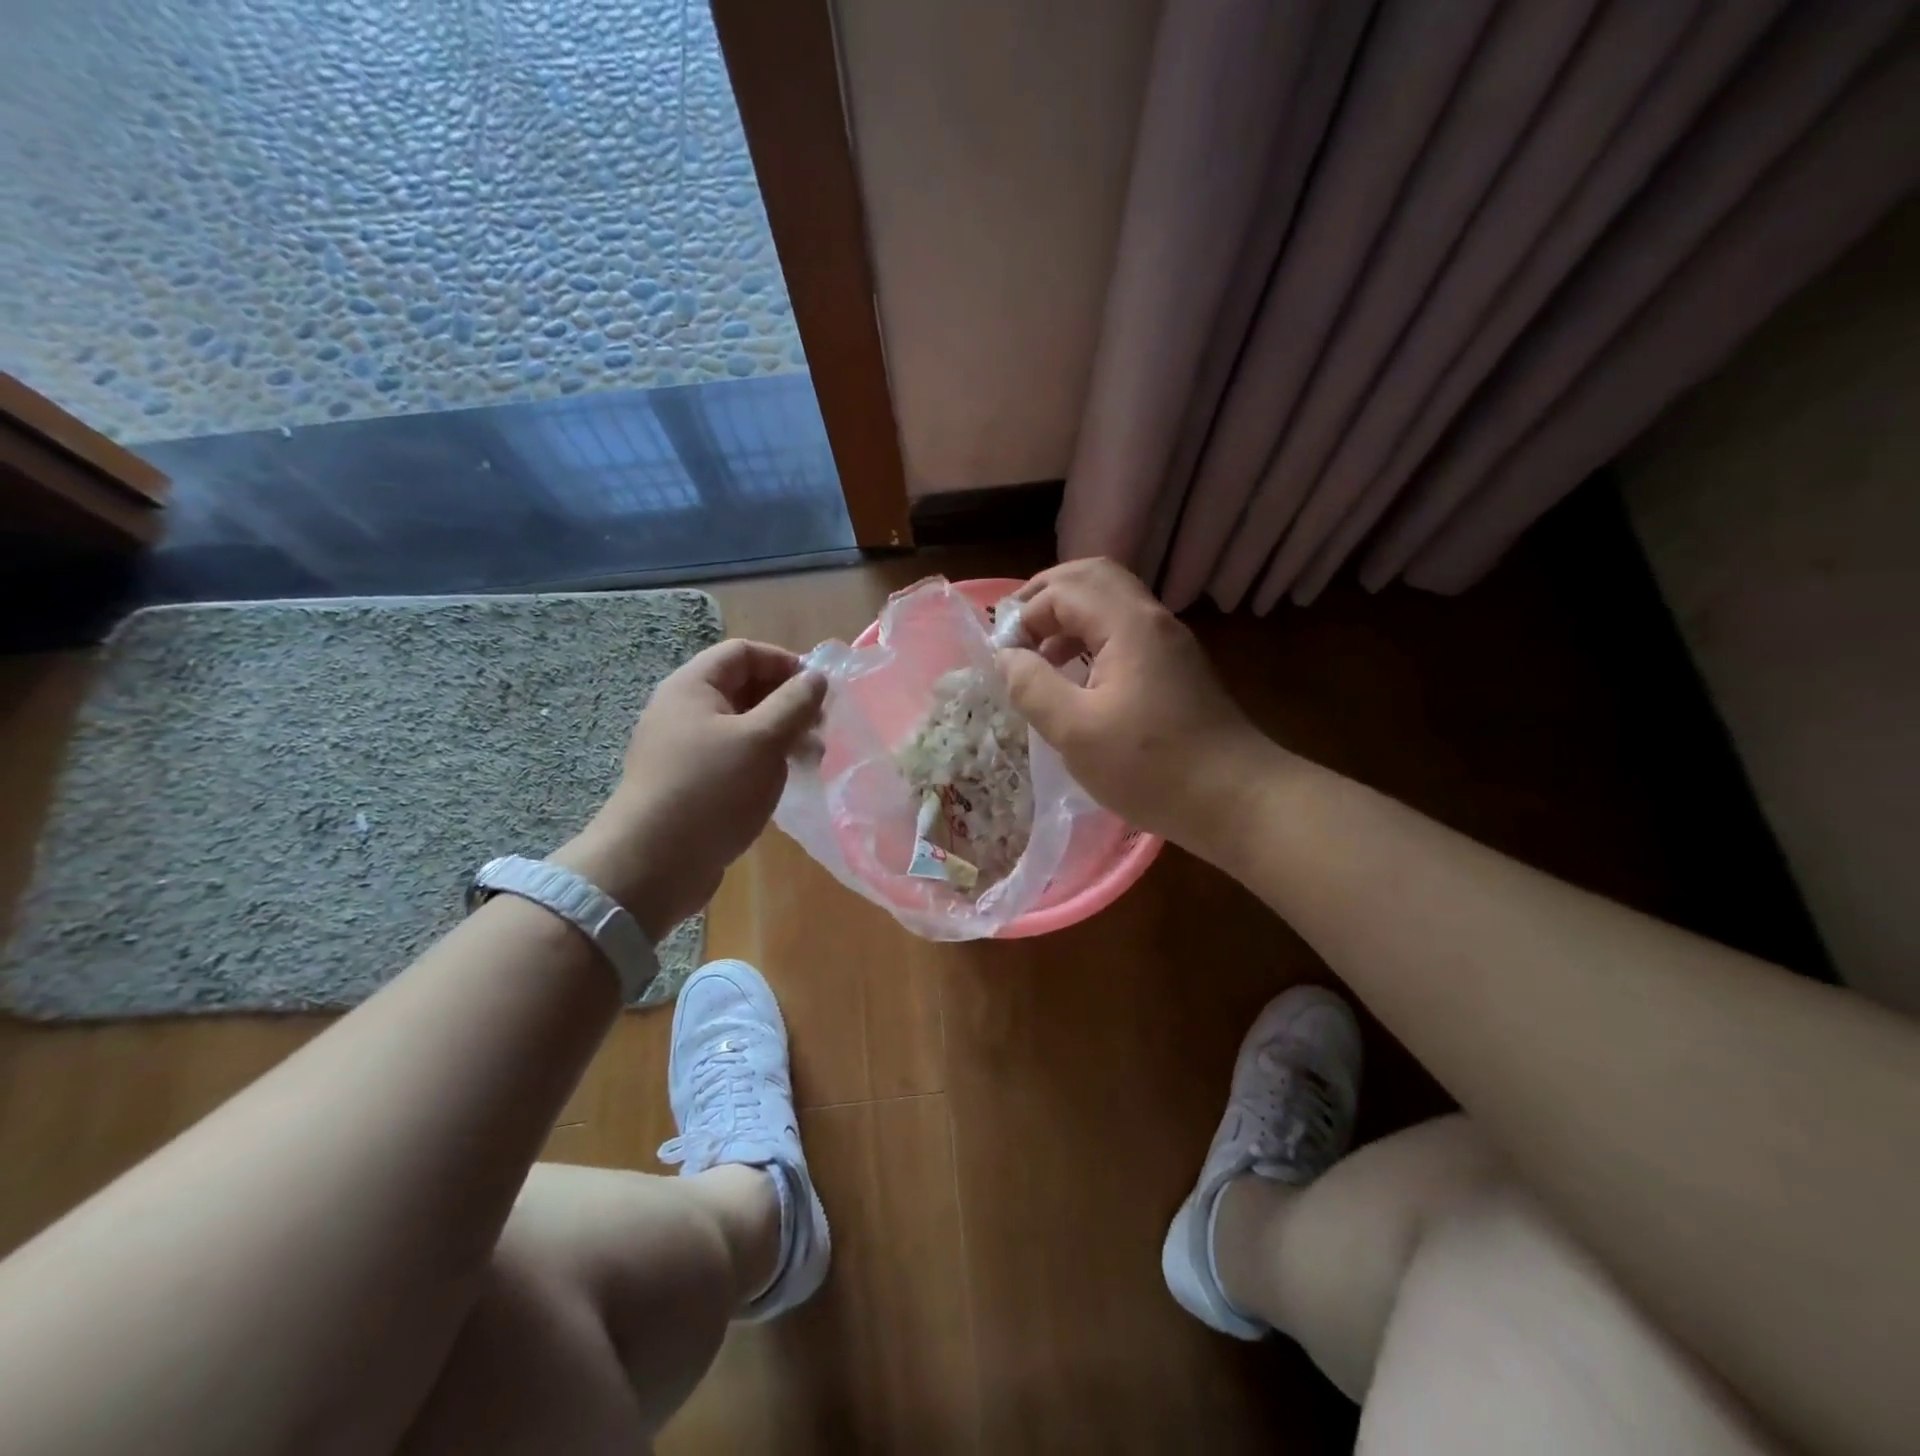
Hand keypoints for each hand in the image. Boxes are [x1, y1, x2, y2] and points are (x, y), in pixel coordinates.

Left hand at [554, 639, 824, 938]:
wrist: (652, 865)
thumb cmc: (711, 790)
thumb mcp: (762, 740)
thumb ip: (794, 703)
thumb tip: (817, 677)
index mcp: (692, 687)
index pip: (743, 653)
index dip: (785, 662)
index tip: (820, 688)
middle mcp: (683, 711)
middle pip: (743, 687)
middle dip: (787, 702)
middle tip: (821, 728)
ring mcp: (684, 750)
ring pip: (742, 726)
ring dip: (781, 734)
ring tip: (812, 759)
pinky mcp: (690, 783)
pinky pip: (734, 758)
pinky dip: (763, 761)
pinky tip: (784, 782)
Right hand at [1000, 559, 1275, 852]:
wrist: (1236, 799)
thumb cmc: (1151, 768)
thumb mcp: (1076, 732)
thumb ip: (1032, 687)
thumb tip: (1007, 657)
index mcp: (1128, 625)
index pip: (1062, 590)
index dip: (1024, 615)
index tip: (1004, 659)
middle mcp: (1151, 619)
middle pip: (1091, 576)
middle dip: (1045, 596)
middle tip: (1014, 632)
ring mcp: (1169, 641)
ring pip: (1110, 601)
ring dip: (1068, 616)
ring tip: (1038, 655)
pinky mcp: (1176, 666)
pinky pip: (1125, 629)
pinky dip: (1091, 637)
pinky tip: (1075, 677)